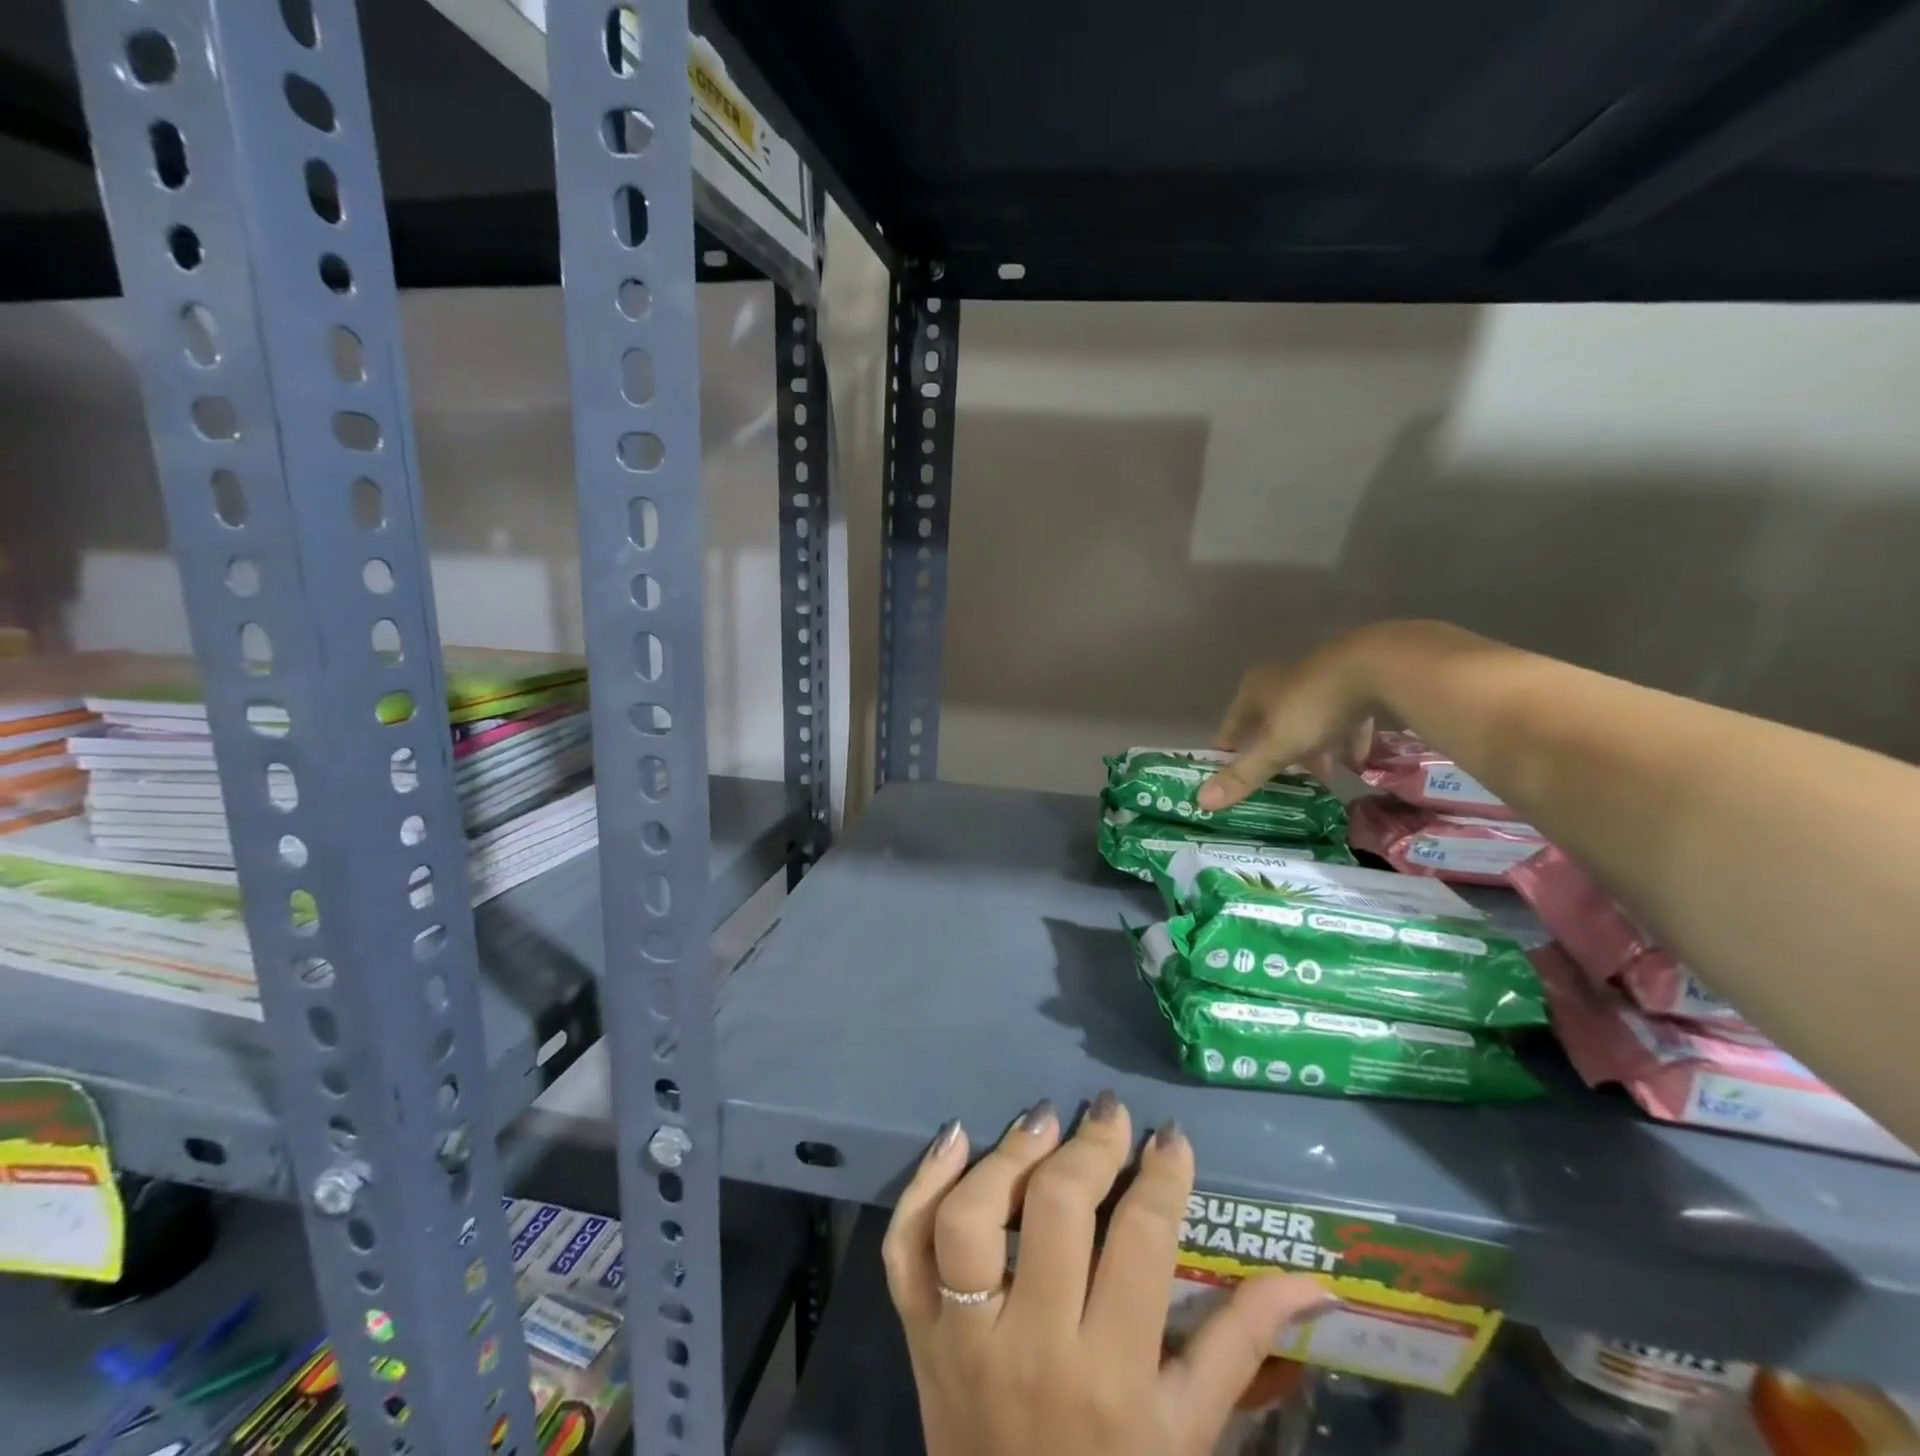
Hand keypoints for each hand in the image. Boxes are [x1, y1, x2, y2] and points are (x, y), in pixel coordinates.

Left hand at [883, 1093, 1338, 1455]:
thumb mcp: (1190, 1433)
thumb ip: (1242, 1346)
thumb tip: (1310, 1279)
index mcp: (1112, 1374)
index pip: (1142, 1242)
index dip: (1162, 1176)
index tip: (1171, 1139)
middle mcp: (1033, 1345)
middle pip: (1056, 1210)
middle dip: (1090, 1146)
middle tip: (1109, 1114)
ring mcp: (962, 1338)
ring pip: (970, 1217)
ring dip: (1007, 1156)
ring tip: (1041, 1121)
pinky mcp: (916, 1333)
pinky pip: (904, 1248)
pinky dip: (921, 1185)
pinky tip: (954, 1138)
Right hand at [1198, 629, 1383, 811]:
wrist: (1377, 667)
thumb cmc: (1313, 707)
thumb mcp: (1275, 747)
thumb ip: (1243, 774)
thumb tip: (1201, 802)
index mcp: (1255, 691)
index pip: (1231, 726)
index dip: (1229, 753)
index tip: (1229, 778)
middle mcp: (1282, 680)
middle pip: (1270, 724)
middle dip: (1274, 753)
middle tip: (1279, 782)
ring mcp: (1319, 679)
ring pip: (1307, 721)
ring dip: (1311, 749)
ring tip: (1321, 777)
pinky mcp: (1353, 682)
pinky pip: (1343, 718)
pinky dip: (1346, 739)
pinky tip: (1357, 761)